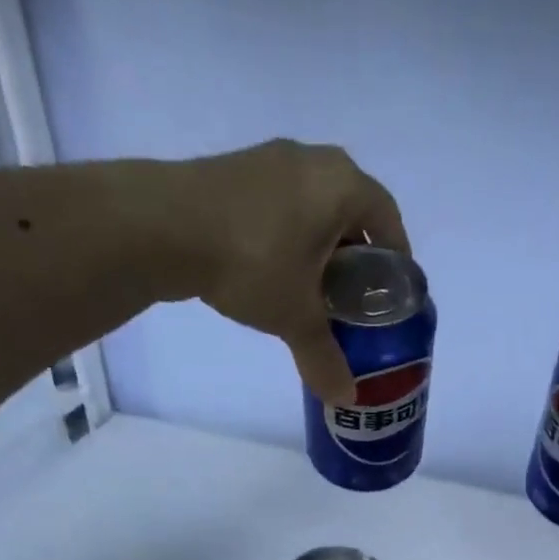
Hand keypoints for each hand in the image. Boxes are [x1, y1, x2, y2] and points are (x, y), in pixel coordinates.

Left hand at [166, 140, 409, 405]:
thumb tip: (346, 399)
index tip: (391, 291)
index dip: (396, 257)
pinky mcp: (237, 171)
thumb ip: (325, 357)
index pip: (389, 218)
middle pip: (352, 211)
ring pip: (314, 207)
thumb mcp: (295, 317)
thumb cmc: (252, 262)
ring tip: (315, 289)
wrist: (162, 226)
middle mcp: (313, 160)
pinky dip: (289, 236)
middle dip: (358, 255)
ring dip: (321, 246)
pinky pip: (282, 205)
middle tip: (355, 297)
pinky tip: (276, 271)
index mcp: (342, 185)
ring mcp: (271, 160)